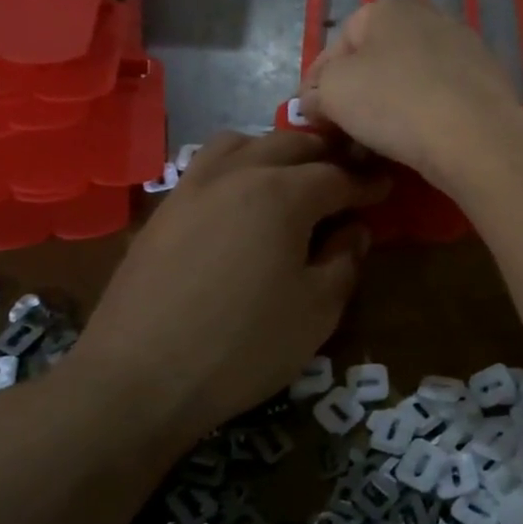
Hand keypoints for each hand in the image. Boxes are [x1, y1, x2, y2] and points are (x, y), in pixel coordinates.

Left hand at [70, 131, 388, 439]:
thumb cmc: (243, 346)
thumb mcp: (317, 310)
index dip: (366, 182)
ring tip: (292, 177)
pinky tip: (241, 199)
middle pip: (291, 145)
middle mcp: (237, 174)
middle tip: (347, 175)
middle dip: (326, 155)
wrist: (137, 379)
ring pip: (242, 144)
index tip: (385, 187)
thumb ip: (345, 261)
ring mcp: (192, 188)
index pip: (337, 176)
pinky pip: (208, 166)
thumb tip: (354, 231)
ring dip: (276, 151)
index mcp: (282, 194)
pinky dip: (237, 165)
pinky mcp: (163, 211)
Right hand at [300, 0, 522, 185]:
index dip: (317, 85)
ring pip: (410, 79)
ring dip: (390, 106)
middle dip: (356, 95)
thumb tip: (315, 102)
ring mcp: (464, 46)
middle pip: (377, 60)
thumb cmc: (394, 102)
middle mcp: (429, 15)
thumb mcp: (333, 93)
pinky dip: (425, 114)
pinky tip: (418, 141)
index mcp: (388, 6)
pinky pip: (441, 96)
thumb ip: (316, 92)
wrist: (476, 135)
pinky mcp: (488, 79)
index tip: (311, 119)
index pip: (337, 46)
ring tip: (378, 143)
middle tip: (344, 132)